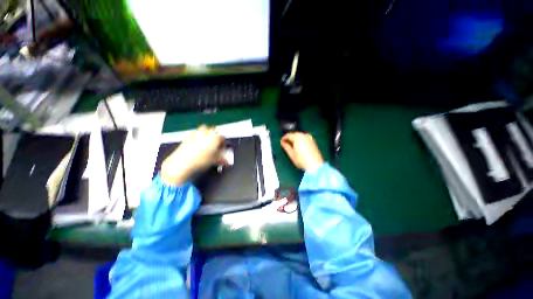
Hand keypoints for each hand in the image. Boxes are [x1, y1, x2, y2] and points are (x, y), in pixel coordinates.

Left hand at [161, 125, 224, 184]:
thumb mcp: (214, 161)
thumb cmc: (201, 161)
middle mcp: (206, 133)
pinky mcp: (187, 136)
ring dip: (206, 133)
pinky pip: (195, 133)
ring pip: (204, 129)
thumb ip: (222, 159)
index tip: (223, 148)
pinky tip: (197, 143)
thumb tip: (227, 161)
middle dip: (215, 135)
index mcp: (215, 137)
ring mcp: (196, 133)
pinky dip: (198, 136)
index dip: (223, 143)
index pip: (222, 137)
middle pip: (213, 130)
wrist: (181, 163)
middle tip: (215, 143)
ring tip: (206, 141)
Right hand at [281, 132, 323, 170]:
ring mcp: (309, 138)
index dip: (284, 138)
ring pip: (300, 135)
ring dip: (295, 138)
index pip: (288, 135)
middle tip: (286, 143)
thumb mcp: (291, 154)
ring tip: (292, 145)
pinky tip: (299, 145)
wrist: (315, 165)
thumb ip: (286, 146)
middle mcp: (304, 135)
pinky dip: (300, 140)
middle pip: (294, 134)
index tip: (281, 142)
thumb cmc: (301, 160)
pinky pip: (304, 138)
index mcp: (297, 137)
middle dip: (290, 138)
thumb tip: (282, 142)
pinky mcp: (313, 141)